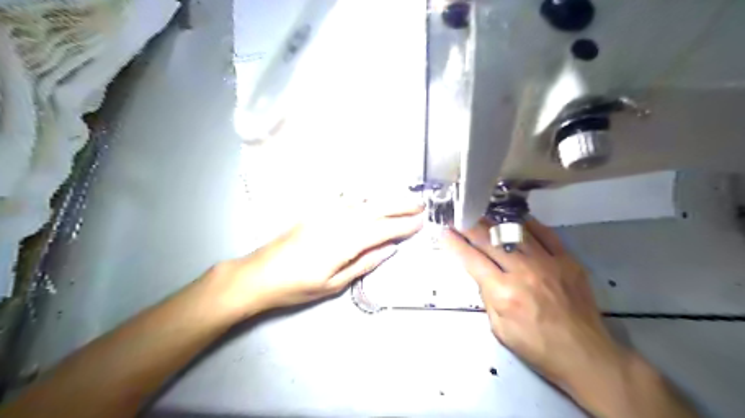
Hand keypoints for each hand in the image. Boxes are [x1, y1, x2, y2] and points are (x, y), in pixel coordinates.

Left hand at [217, 192, 423, 316]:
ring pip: (363, 200)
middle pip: (376, 209)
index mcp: (345, 242)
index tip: (421, 222)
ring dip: (385, 198)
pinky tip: (370, 193)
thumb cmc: (297, 286)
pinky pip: (344, 197)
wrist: (259, 273)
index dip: (404, 225)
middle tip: (420, 204)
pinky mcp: (315, 210)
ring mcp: (325, 212)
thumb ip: (365, 263)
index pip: (383, 229)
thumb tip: (390, 249)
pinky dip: (362, 194)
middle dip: (400, 205)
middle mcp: (338, 221)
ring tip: (403, 197)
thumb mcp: (334, 284)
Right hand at [444, 219, 623, 391]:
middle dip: (469, 226)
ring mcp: (547, 262)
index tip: (444, 231)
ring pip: (514, 232)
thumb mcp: (499, 329)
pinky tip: (515, 220)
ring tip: (480, 214)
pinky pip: (545, 234)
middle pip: (489, 240)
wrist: (585, 355)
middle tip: (458, 216)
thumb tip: (482, 273)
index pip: (471, 259)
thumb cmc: (537, 347)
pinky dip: (528, 225)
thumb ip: (487, 297)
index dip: (455, 243)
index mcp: (504, 292)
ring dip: (493, 221)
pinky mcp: (567, 260)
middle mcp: (523, 271)